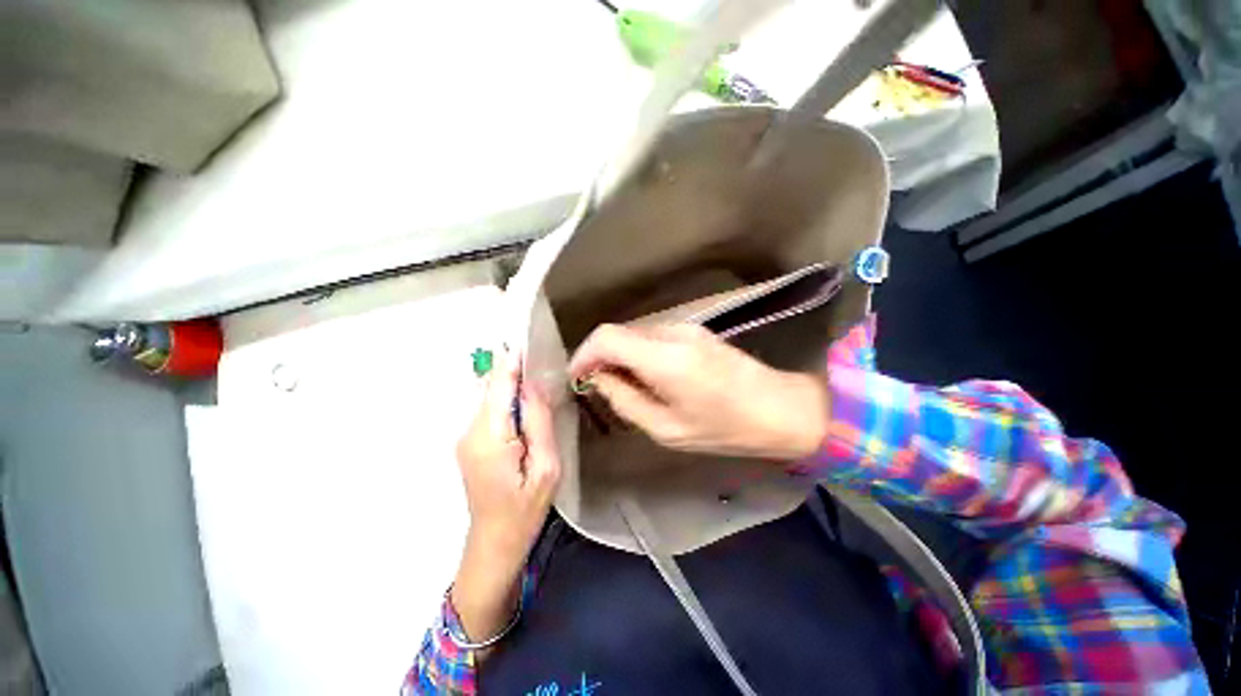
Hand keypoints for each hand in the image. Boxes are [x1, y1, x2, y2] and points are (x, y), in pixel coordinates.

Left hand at [451, 354, 560, 642]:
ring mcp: (466, 436)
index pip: (498, 383)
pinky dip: (507, 399)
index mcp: (489, 435)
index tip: (526, 334)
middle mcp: (470, 429)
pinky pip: (490, 409)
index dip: (511, 359)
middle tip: (542, 361)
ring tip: (539, 381)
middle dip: (514, 370)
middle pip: (490, 385)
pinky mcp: (470, 442)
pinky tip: (527, 406)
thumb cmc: (525, 510)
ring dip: (512, 385)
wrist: (494, 544)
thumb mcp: (546, 467)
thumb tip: (533, 383)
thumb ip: (539, 422)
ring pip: (490, 396)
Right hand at [569, 323, 828, 460]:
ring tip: (621, 385)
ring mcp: (686, 328)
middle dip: (600, 357)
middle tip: (597, 386)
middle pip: (618, 332)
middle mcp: (672, 333)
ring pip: (634, 333)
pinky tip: (645, 376)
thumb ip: (626, 401)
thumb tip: (600, 380)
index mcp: (665, 358)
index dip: (584, 355)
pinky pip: (652, 336)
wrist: (779, 408)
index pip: (607, 338)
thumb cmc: (725, 428)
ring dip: (619, 355)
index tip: (577, 377)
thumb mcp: (668, 428)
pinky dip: (638, 353)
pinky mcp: (694, 331)